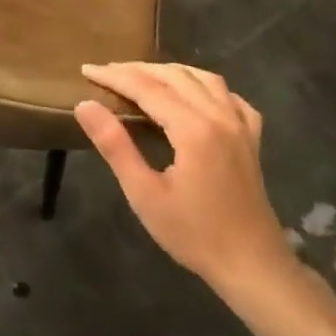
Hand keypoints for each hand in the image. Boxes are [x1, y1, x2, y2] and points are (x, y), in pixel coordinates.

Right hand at [74, 62, 294, 296]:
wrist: (252, 266)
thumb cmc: (193, 234)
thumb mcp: (144, 194)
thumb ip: (115, 145)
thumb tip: (84, 105)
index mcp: (193, 128)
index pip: (147, 87)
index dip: (115, 76)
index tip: (87, 70)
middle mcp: (219, 116)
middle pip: (174, 76)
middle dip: (137, 69)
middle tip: (106, 73)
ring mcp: (240, 126)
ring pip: (204, 79)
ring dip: (170, 72)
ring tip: (142, 77)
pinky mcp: (251, 139)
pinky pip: (230, 97)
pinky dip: (206, 87)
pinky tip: (194, 96)